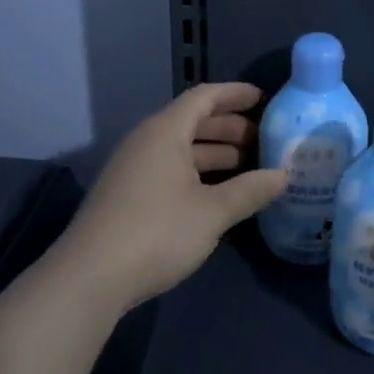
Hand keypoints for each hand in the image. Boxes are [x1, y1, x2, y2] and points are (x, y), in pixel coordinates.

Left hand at [54, 82, 285, 312]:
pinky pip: (170, 170)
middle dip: (231, 129)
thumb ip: (250, 190)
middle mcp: (147, 142)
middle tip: (265, 142)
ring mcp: (134, 169)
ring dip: (216, 154)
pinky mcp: (128, 196)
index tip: (264, 99)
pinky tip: (219, 195)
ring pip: (182, 149)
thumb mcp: (212, 212)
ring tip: (250, 169)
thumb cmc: (156, 232)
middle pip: (193, 122)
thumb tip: (284, 175)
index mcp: (165, 131)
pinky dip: (198, 174)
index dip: (235, 94)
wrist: (89, 278)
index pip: (205, 97)